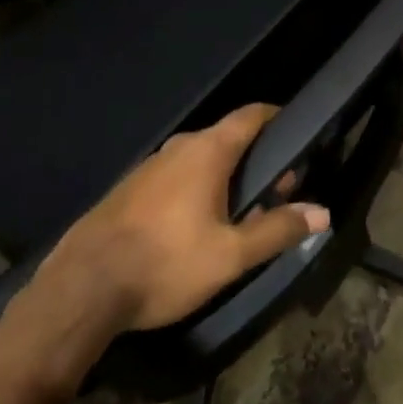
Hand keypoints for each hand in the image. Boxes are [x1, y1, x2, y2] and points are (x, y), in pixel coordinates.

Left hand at [0, 104, 328, 389]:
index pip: (252, 114)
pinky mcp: (128, 190)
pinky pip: (173, 177)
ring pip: (199, 160)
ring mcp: (150, 166)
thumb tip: (322, 213)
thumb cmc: (165, 264)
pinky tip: (191, 229)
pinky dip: (193, 190)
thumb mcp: (230, 256)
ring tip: (235, 216)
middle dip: (255, 160)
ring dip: (223, 178)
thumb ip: (277, 230)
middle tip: (272, 193)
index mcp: (209, 150)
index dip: (276, 118)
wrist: (80, 289)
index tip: (295, 136)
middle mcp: (180, 146)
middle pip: (228, 138)